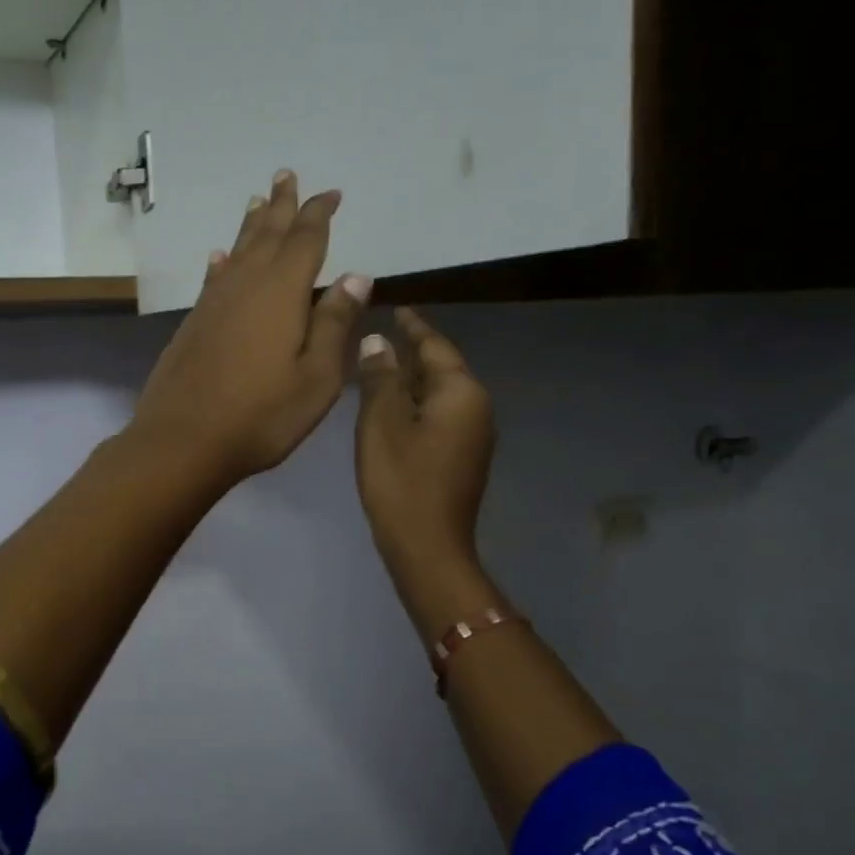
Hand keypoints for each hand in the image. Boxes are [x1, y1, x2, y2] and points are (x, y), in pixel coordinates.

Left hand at [130, 169, 371, 488]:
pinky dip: (222, 262)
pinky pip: (213, 278)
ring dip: (251, 225)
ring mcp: (214, 304)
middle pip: (267, 234)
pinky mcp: (193, 324)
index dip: (319, 214)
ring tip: (258, 201)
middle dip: (282, 205)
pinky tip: (220, 257)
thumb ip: (334, 324)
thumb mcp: (316, 377)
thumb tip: (357, 276)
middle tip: (286, 175)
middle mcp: (245, 285)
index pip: (306, 240)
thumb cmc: (260, 415)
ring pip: (238, 251)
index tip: (331, 194)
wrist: (182, 440)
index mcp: (282, 292)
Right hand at [354, 308, 495, 596]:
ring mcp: (473, 436)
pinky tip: (391, 410)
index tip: (397, 307)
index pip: (435, 346)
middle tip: (378, 337)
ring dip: (411, 381)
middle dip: (412, 353)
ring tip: (379, 369)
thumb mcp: (381, 422)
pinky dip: (415, 406)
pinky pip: (439, 417)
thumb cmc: (401, 480)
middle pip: (441, 369)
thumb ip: (380, 377)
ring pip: (439, 394)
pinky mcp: (463, 458)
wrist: (427, 546)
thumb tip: (378, 342)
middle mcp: (476, 408)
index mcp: (461, 392)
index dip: (413, 327)